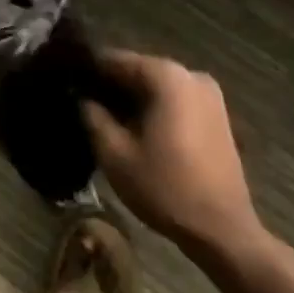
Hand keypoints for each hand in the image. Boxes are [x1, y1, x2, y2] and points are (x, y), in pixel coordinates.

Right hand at [82, 50, 265, 263]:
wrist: (225, 233)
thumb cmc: (166, 188)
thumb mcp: (115, 154)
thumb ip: (93, 116)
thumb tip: (82, 97)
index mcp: (166, 76)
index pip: (115, 59)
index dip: (89, 70)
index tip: (68, 82)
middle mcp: (190, 74)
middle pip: (138, 71)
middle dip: (111, 86)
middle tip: (83, 103)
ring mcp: (209, 95)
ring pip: (157, 87)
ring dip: (132, 99)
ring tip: (105, 118)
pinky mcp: (217, 116)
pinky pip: (175, 101)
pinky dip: (154, 109)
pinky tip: (136, 130)